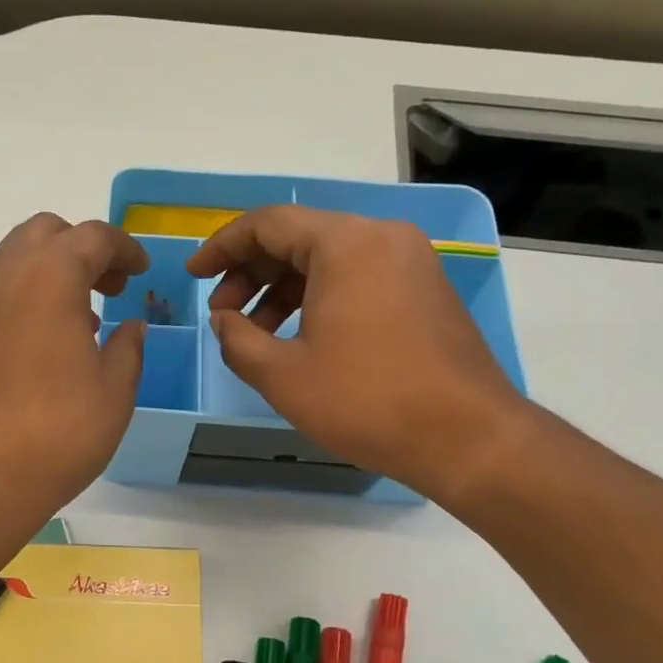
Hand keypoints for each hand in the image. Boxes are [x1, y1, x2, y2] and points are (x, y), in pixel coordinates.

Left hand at [0, 214, 148, 527]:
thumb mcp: (114, 393)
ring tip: (64, 326)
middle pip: (42, 234)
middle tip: (103, 289)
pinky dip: (7, 310)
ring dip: (40, 278)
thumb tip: (129, 326)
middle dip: (78, 250)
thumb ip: (128, 347)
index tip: (139, 271)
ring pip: (5, 266)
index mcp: (49, 276)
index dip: (124, 248)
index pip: (94, 236)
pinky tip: (18, 356)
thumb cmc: (55, 435)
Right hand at [186, 206, 529, 500]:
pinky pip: (356, 276)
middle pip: (298, 237)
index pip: (268, 223)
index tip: (194, 274)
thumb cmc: (368, 401)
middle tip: (221, 312)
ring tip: (253, 332)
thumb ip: (237, 339)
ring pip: (327, 258)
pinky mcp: (424, 289)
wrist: (468, 438)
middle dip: (250, 272)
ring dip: (281, 289)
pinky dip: (317, 297)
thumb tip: (223, 321)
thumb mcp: (283, 375)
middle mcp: (381, 237)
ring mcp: (409, 261)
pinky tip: (297, 336)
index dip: (222, 246)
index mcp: (347, 244)